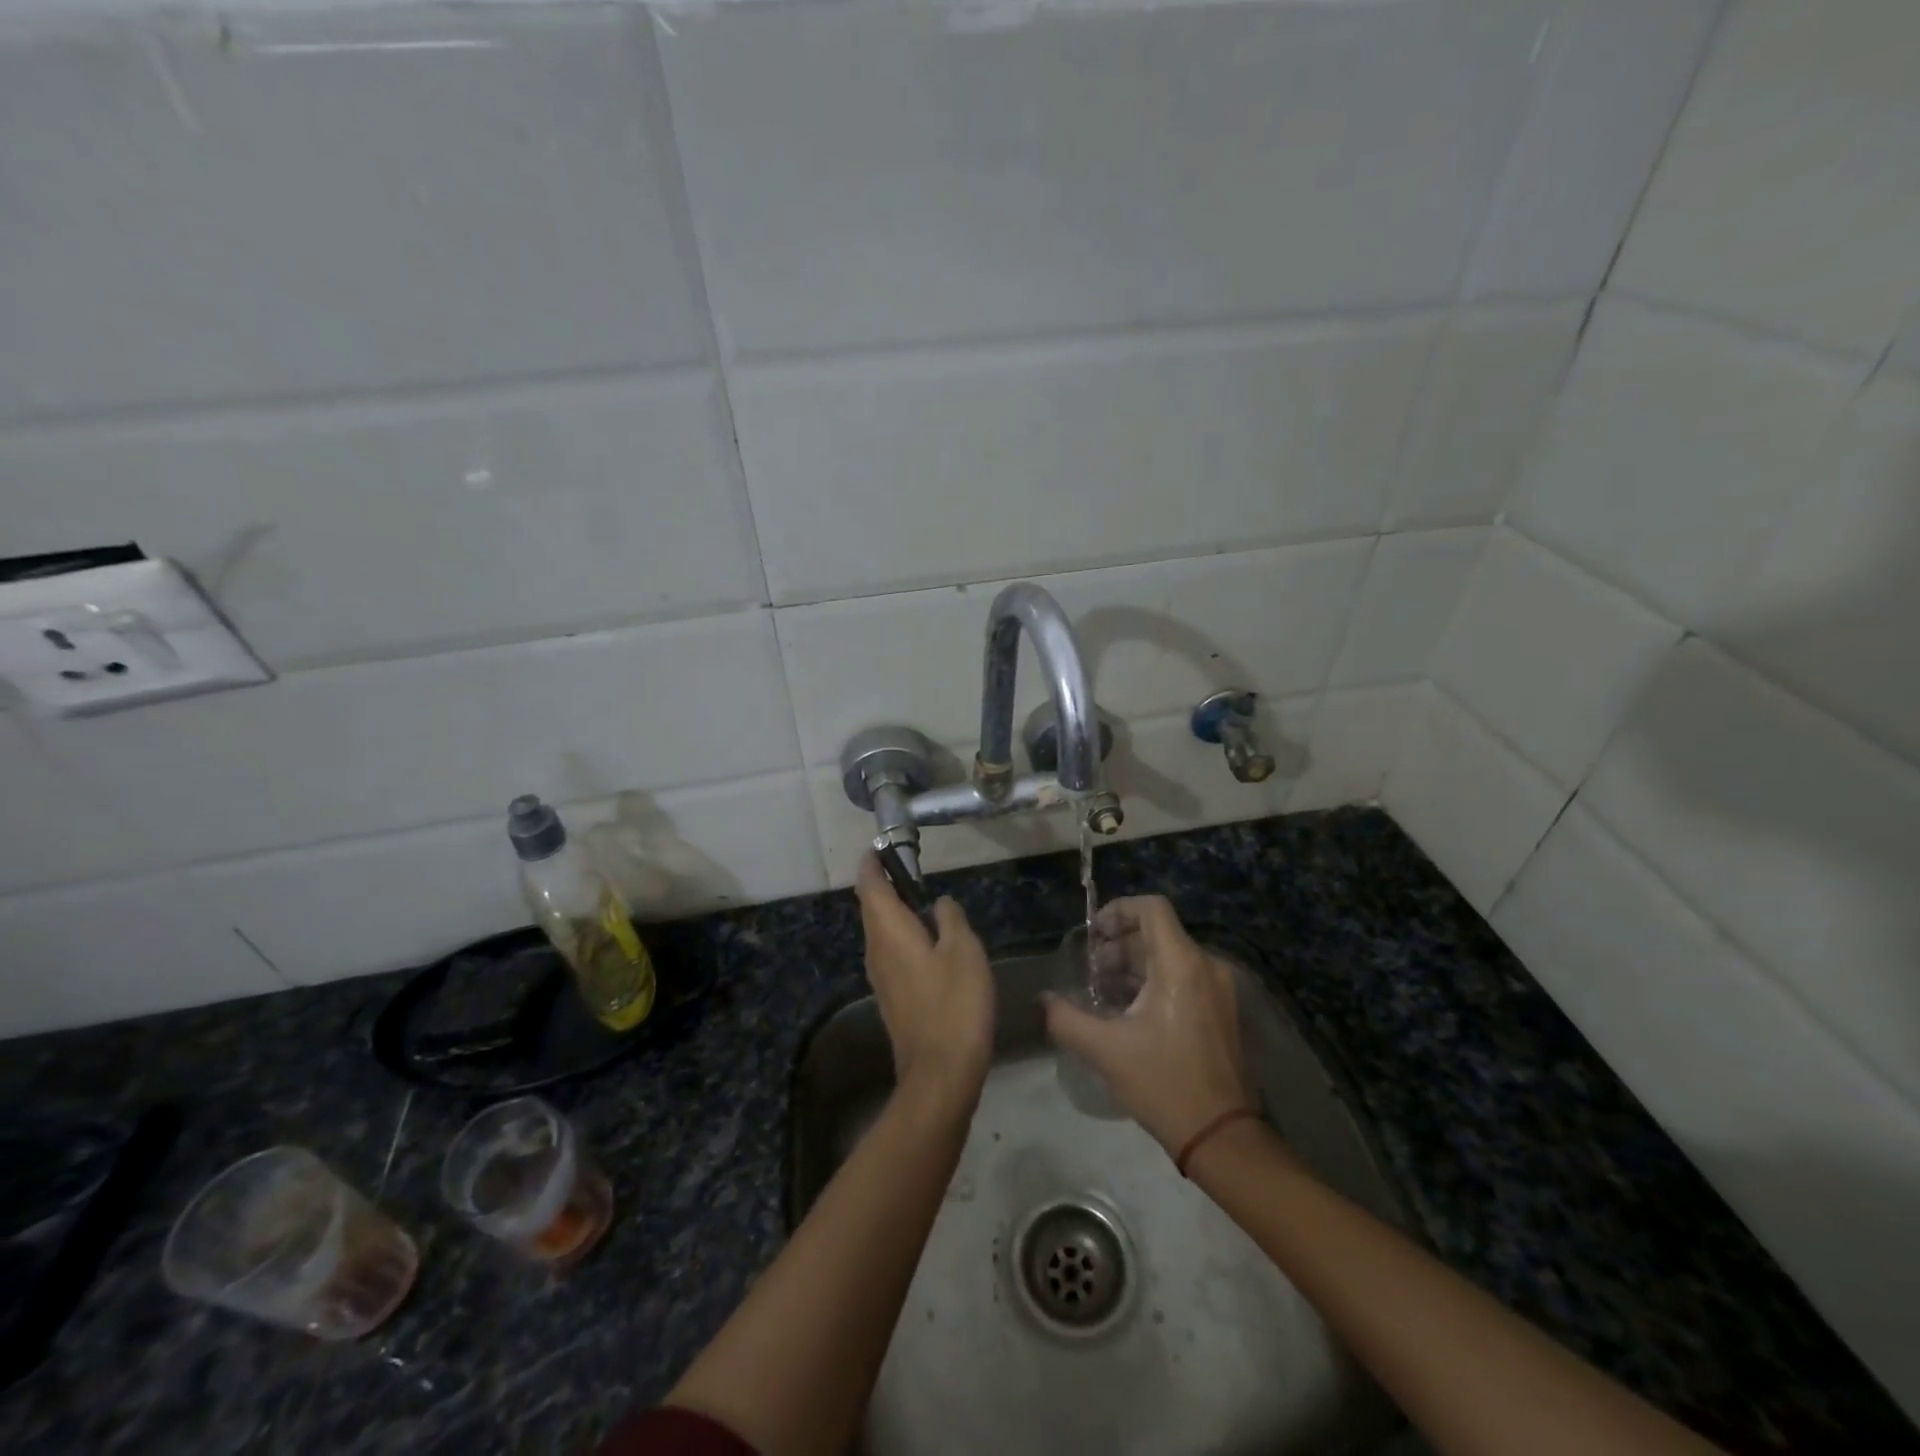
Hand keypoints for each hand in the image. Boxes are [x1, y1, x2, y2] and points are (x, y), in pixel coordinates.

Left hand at [855, 853, 994, 1103]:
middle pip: (871, 907)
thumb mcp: (963, 951)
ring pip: (880, 931)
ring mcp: (880, 976)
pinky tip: (926, 939)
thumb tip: (940, 903)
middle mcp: (876, 949)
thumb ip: (950, 919)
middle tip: (907, 866)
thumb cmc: (954, 1003)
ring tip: (918, 896)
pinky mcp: (892, 996)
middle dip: (883, 883)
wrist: (941, 1073)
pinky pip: (890, 951)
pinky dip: (901, 934)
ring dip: (893, 910)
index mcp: (889, 931)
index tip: (882, 846)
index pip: (870, 885)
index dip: (872, 863)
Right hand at [1044, 896, 1254, 1154]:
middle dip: (1119, 943)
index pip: (1151, 908)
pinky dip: (1155, 981)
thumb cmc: (1164, 1084)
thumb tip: (1044, 999)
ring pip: (1172, 956)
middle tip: (1090, 969)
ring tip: (1104, 991)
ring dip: (1135, 964)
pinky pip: (1186, 978)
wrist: (1222, 1137)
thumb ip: (1066, 1018)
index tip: (1093, 934)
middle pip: (1159, 932)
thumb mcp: (1106, 1050)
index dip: (1118, 910)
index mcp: (1182, 965)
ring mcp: (1221, 990)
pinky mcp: (1224, 1012)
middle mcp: (1207, 967)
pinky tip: (1131, 1011)